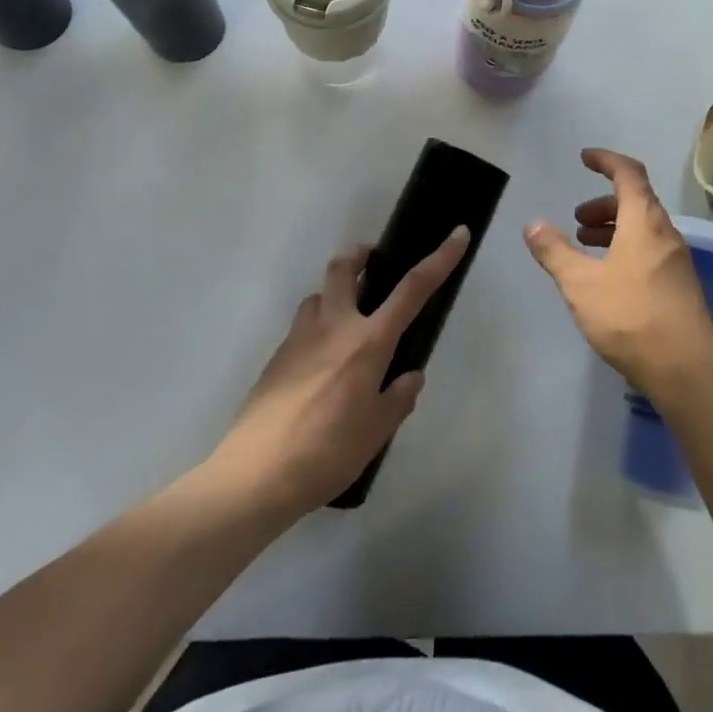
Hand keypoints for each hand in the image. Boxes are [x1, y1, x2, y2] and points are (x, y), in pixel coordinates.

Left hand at [213, 229, 468, 515]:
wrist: (255, 476)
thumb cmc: (327, 453)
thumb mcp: (376, 431)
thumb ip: (398, 398)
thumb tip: (409, 376)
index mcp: (368, 342)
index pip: (412, 289)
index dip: (439, 259)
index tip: (457, 235)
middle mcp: (333, 327)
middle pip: (343, 268)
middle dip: (359, 256)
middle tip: (372, 265)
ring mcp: (299, 339)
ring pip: (317, 295)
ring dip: (334, 295)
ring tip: (346, 323)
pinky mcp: (275, 358)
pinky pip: (301, 327)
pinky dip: (316, 330)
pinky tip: (319, 367)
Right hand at [524, 148, 712, 398]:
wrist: (686, 368)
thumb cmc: (630, 315)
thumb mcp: (581, 283)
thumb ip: (555, 251)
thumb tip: (533, 224)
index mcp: (644, 220)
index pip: (628, 173)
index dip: (606, 160)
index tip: (585, 158)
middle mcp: (666, 233)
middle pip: (636, 201)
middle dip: (603, 204)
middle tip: (577, 221)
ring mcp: (677, 260)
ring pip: (643, 228)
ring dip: (614, 229)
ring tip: (585, 246)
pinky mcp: (680, 285)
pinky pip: (649, 250)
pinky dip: (626, 248)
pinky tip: (608, 277)